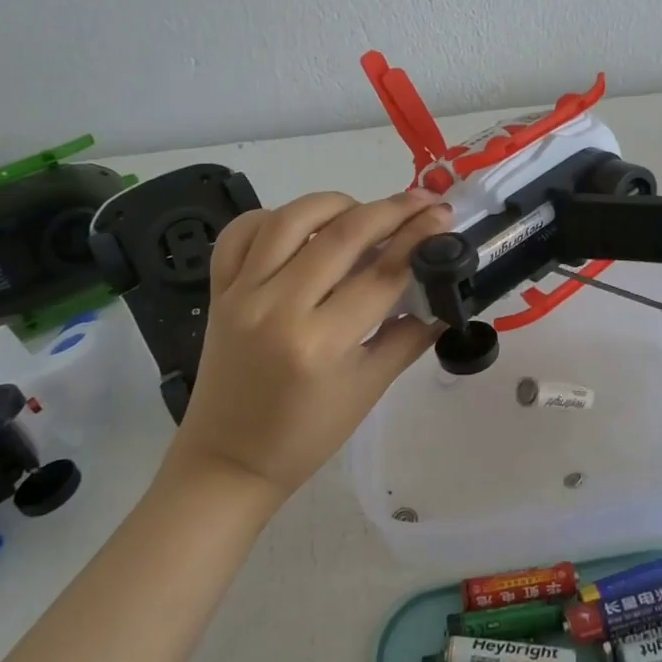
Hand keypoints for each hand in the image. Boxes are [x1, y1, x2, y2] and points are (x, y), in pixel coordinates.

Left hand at [169, 188, 451, 500]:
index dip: (419, 239)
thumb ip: (408, 336)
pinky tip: (300, 226)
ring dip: (335, 203)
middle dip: (390, 211)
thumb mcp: (369, 389)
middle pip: (342, 236)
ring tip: (363, 210)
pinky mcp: (218, 290)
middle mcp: (279, 307)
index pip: (382, 275)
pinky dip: (272, 217)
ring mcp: (242, 294)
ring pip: (290, 220)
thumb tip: (442, 295)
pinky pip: (240, 234)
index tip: (443, 216)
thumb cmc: (306, 435)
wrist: (229, 460)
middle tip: (421, 201)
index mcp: (321, 343)